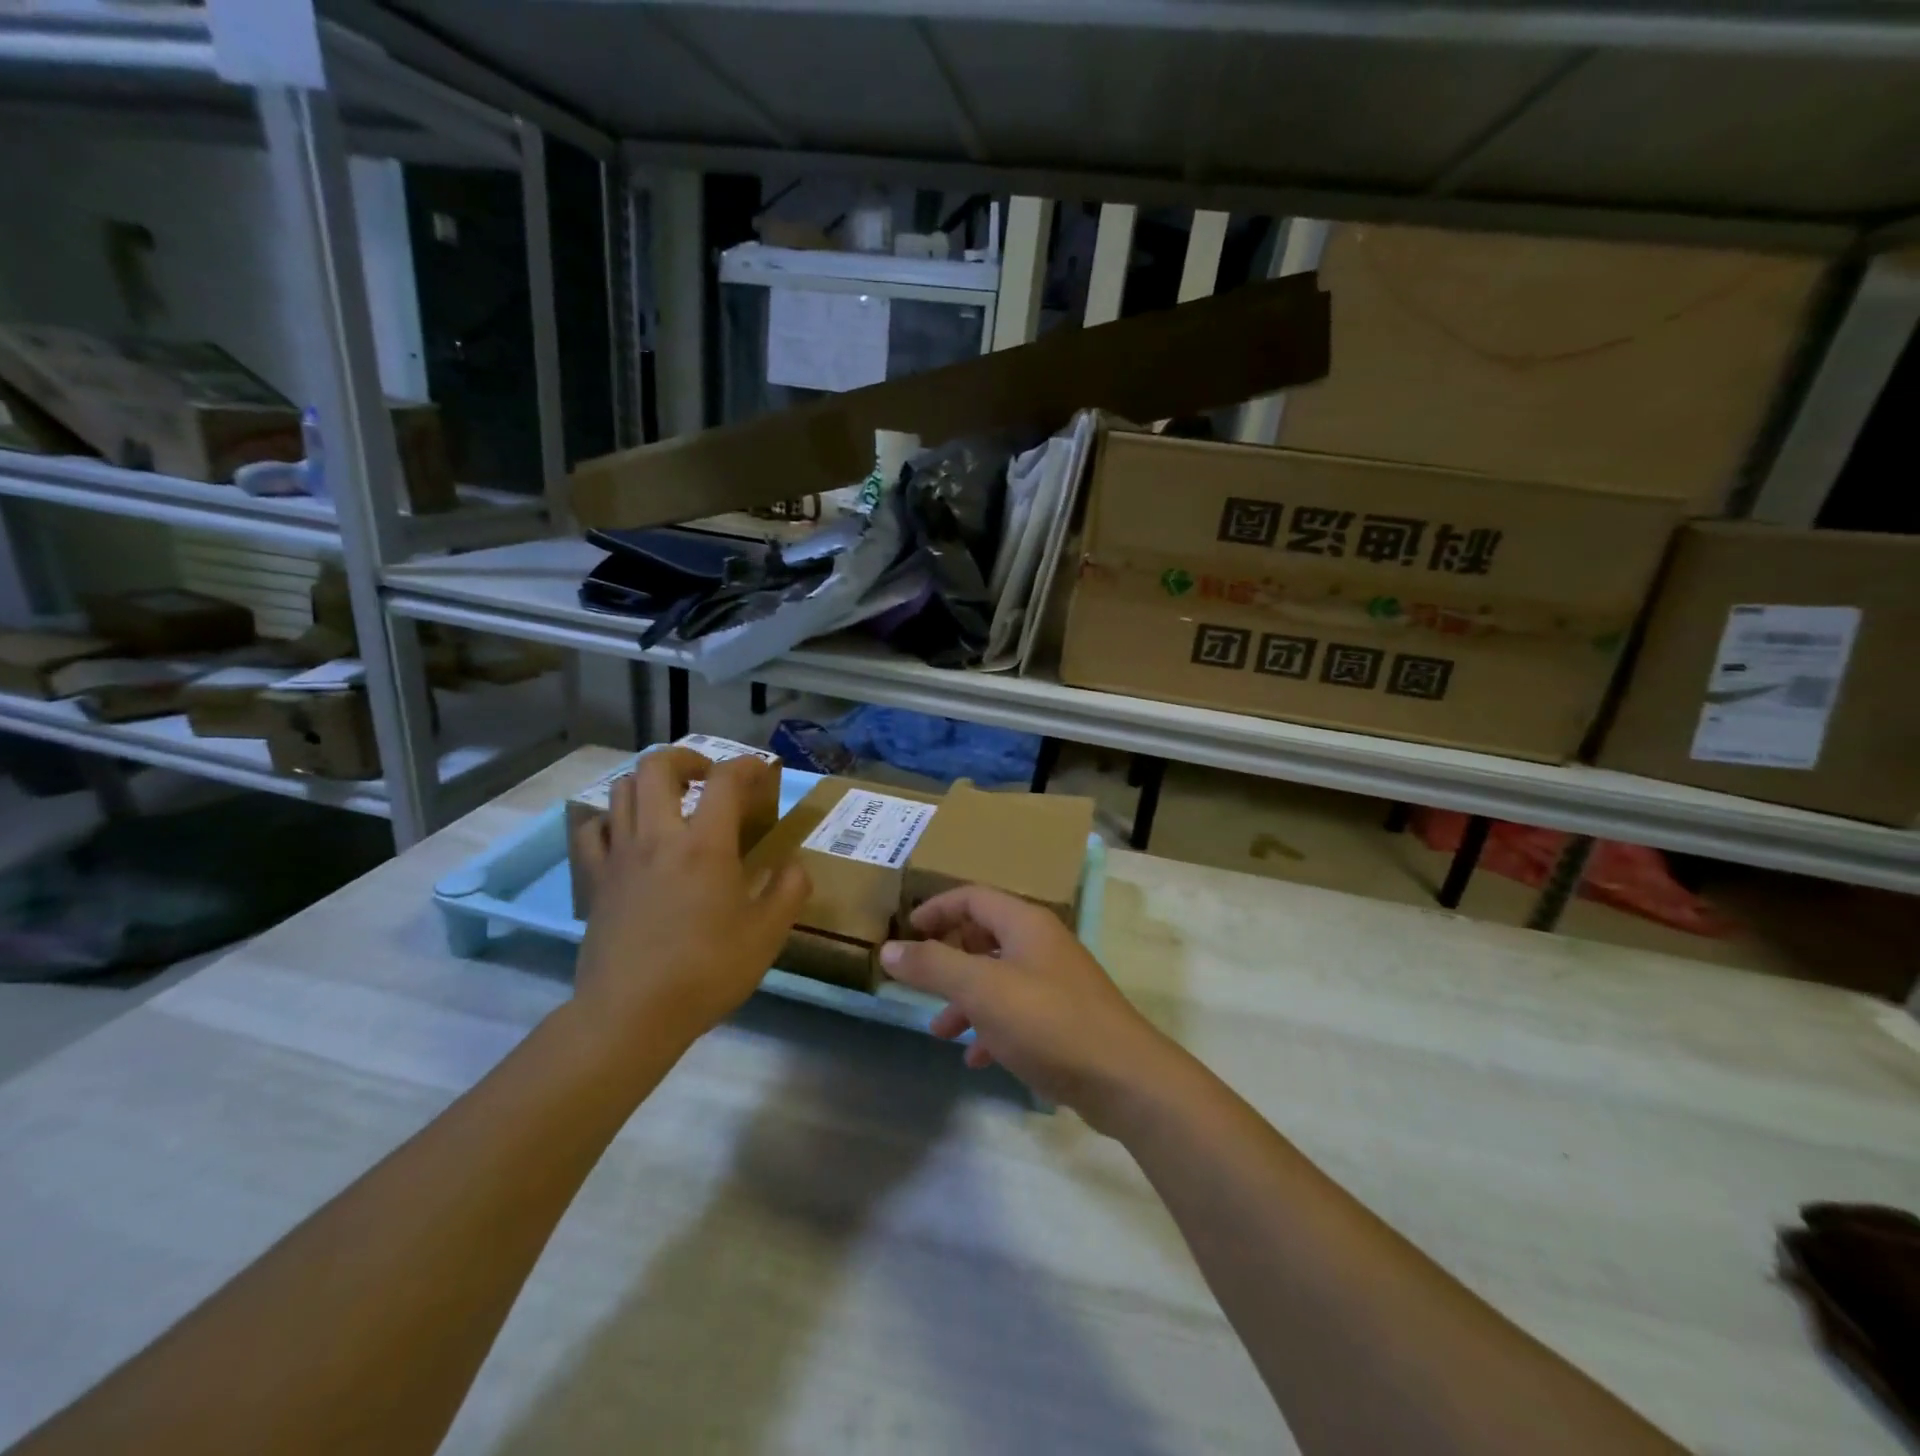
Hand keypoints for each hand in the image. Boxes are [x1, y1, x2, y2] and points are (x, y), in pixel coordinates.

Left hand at [571, 748, 807, 1052]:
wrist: (631, 1014)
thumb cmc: (706, 971)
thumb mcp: (767, 935)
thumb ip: (788, 891)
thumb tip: (793, 866)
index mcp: (705, 845)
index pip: (725, 780)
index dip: (747, 766)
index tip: (761, 774)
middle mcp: (659, 836)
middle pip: (658, 766)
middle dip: (687, 758)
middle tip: (708, 778)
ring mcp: (620, 855)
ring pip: (622, 789)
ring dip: (651, 783)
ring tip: (673, 802)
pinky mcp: (595, 879)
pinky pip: (593, 829)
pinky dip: (612, 818)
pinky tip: (629, 834)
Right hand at [879, 885, 1174, 1127]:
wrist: (1124, 1079)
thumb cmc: (1048, 1022)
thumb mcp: (982, 990)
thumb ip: (933, 967)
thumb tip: (888, 949)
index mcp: (1025, 923)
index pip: (973, 897)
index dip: (936, 909)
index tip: (905, 931)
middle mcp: (1042, 944)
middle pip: (985, 934)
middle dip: (948, 956)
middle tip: (919, 978)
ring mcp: (1056, 982)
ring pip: (998, 977)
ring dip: (966, 998)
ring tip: (940, 1030)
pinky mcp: (1064, 1019)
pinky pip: (1017, 1012)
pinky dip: (991, 1027)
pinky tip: (976, 1058)